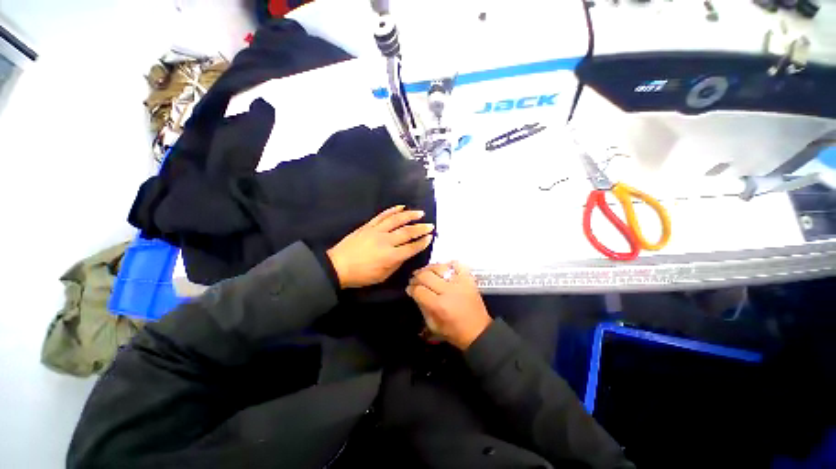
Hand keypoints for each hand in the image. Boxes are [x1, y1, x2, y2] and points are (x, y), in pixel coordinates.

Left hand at [327, 206, 433, 288]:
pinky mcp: (368, 225)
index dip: (422, 243)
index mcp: (390, 256)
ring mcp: (376, 231)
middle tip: (430, 225)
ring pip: (396, 220)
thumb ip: (396, 264)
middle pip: (407, 232)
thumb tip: (406, 254)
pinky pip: (382, 215)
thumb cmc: (361, 275)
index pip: (411, 248)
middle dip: (421, 228)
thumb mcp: (382, 276)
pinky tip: (401, 207)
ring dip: (410, 215)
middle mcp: (386, 241)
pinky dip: (392, 210)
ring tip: (420, 213)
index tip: (430, 237)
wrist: (337, 266)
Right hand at [406, 262, 491, 349]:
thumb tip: (414, 292)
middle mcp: (448, 291)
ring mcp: (460, 282)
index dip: (411, 289)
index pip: (419, 290)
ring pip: (439, 267)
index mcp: (439, 305)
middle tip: (414, 279)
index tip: (409, 289)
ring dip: (429, 268)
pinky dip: (449, 264)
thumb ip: (422, 307)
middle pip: (426, 276)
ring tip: (425, 272)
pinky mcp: (468, 278)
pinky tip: (443, 268)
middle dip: (416, 277)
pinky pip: (457, 265)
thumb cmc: (454, 331)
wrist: (478, 330)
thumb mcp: (433, 325)